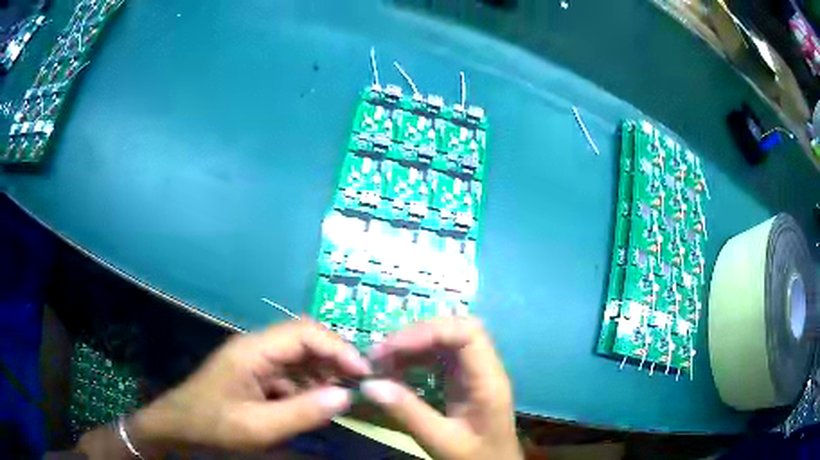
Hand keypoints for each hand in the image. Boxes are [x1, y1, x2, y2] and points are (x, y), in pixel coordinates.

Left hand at [115, 320, 370, 453]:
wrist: (178, 429)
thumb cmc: (213, 426)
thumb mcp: (258, 428)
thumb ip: (302, 412)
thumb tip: (346, 395)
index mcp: (253, 351)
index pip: (304, 332)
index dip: (338, 347)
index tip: (364, 373)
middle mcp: (257, 348)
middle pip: (305, 340)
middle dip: (336, 358)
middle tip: (361, 384)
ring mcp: (256, 362)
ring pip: (301, 357)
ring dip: (325, 374)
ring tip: (346, 396)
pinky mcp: (257, 376)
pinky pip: (292, 375)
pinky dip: (311, 387)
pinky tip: (319, 404)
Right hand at [360, 317, 521, 459]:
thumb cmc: (476, 457)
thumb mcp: (441, 441)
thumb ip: (408, 413)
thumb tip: (370, 384)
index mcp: (488, 380)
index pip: (467, 332)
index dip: (429, 331)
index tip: (392, 347)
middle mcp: (484, 368)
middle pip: (455, 330)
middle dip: (415, 336)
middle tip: (381, 354)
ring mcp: (473, 373)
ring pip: (445, 342)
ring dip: (412, 346)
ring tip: (381, 362)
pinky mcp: (463, 381)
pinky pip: (438, 359)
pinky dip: (414, 360)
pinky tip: (395, 371)